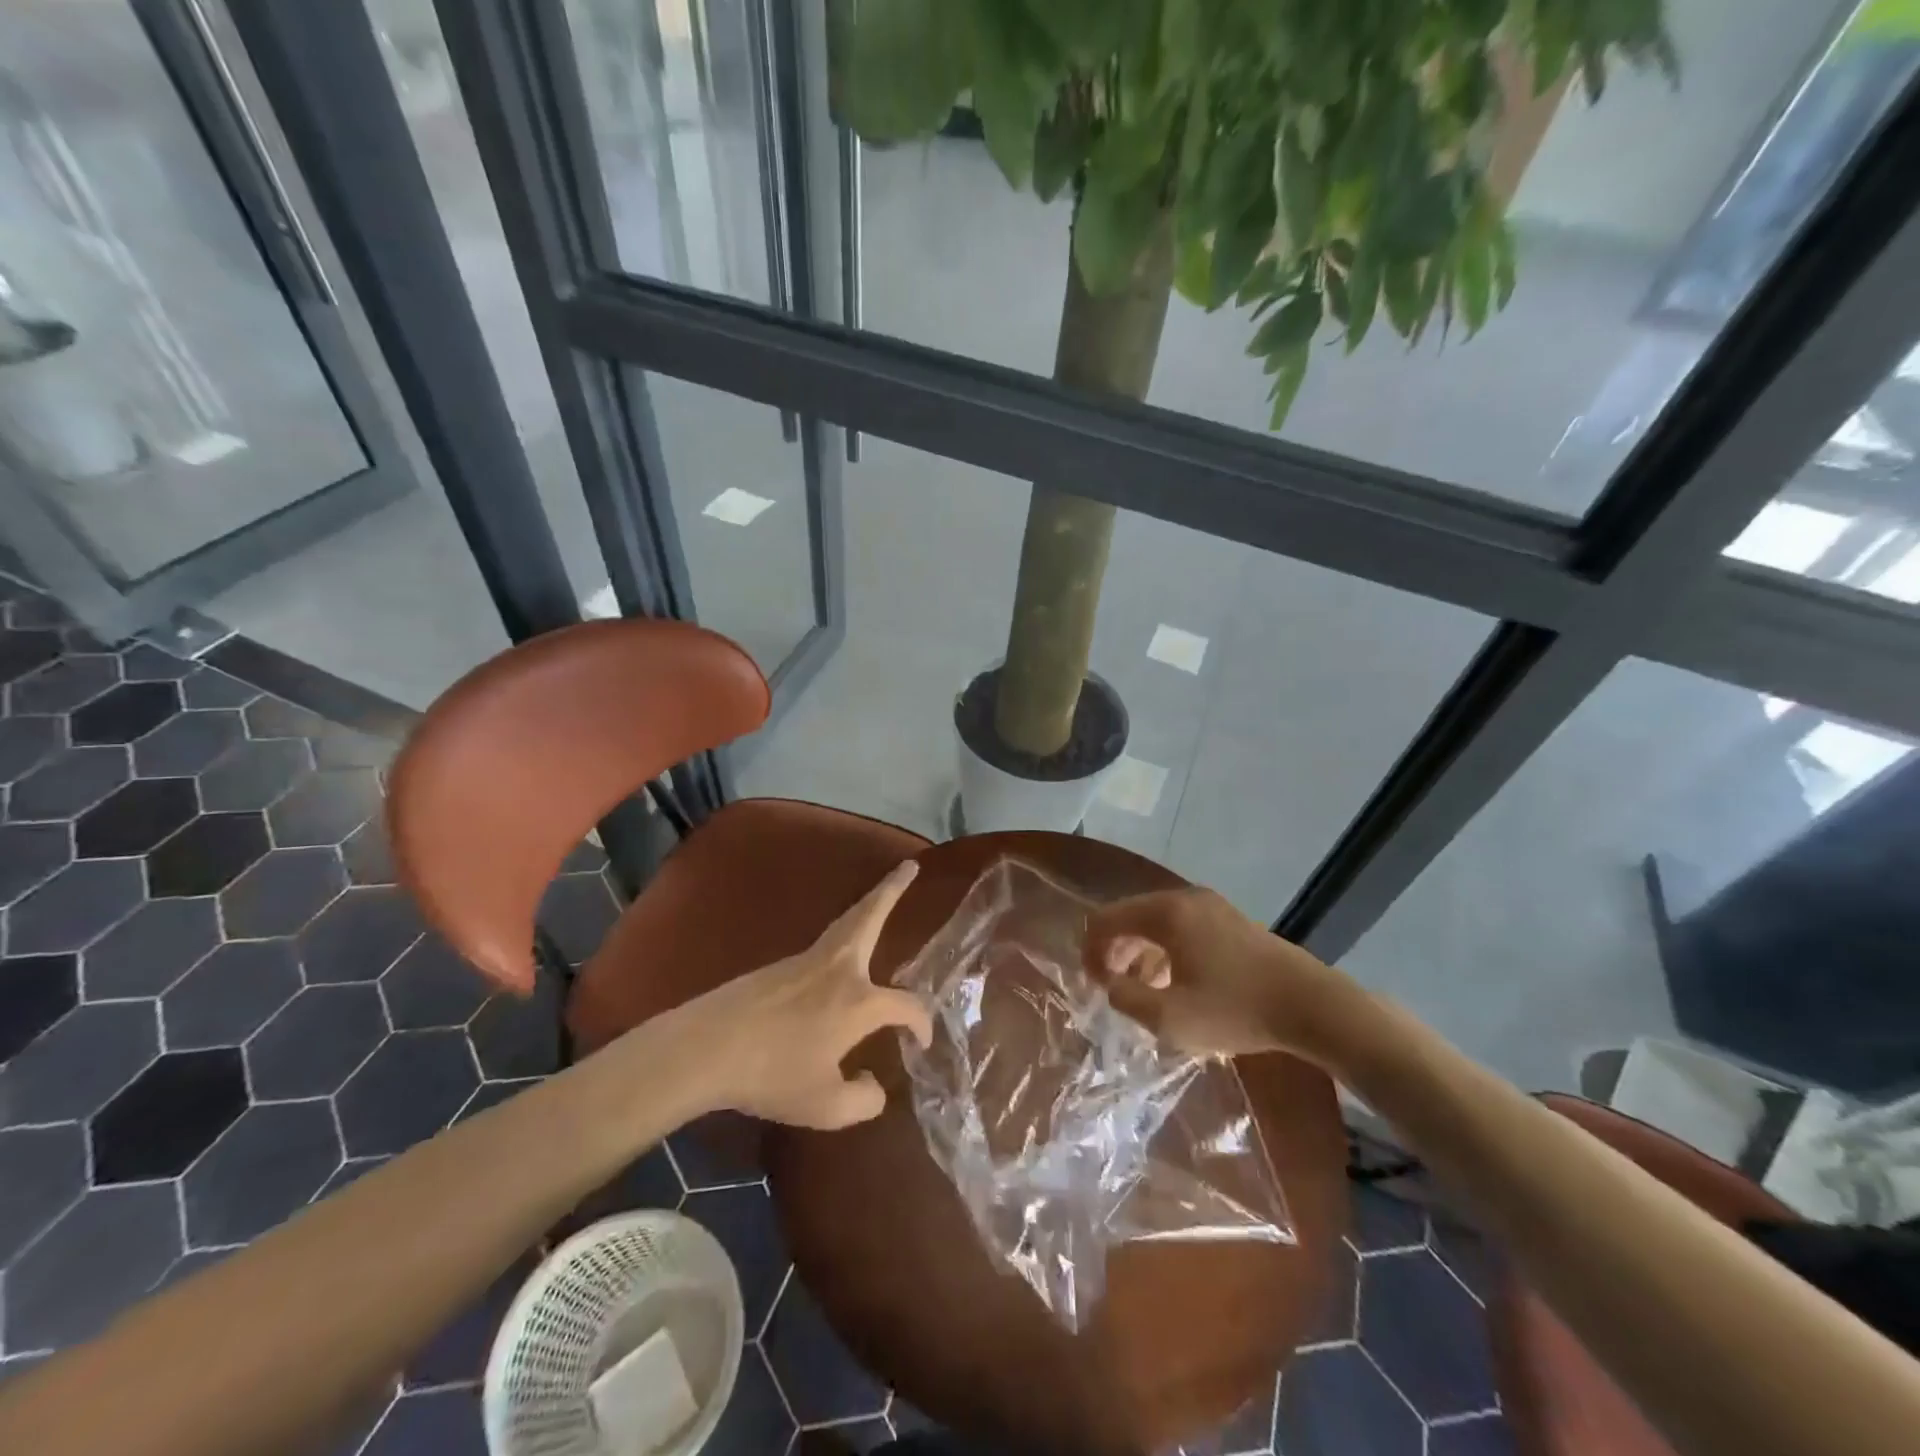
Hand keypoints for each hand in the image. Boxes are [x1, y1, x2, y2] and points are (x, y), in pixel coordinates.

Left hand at [677, 861, 932, 1128]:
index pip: (907, 1005)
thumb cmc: (772, 1075)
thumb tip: (875, 1086)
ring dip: (869, 904)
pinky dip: (846, 931)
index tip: (921, 1044)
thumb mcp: (825, 1106)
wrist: (707, 1047)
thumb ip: (863, 1100)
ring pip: (846, 923)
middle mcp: (839, 969)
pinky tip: (842, 952)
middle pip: (871, 916)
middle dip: (893, 890)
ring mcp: (807, 961)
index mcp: (859, 1001)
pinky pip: (826, 942)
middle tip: (910, 866)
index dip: (922, 1023)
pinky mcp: (781, 966)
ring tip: (882, 894)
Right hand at [1083, 887, 1358, 1062]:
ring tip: (1143, 991)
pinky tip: (1176, 983)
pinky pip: (1181, 927)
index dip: (1090, 952)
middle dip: (1114, 952)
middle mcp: (1184, 898)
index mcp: (1165, 913)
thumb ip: (1126, 999)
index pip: (1105, 920)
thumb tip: (1112, 984)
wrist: (1311, 1005)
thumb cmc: (1236, 1010)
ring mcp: (1210, 906)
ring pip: (1156, 922)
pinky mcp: (1230, 920)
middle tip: (1113, 989)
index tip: (1094, 987)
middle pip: (1129, 916)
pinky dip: (1166, 950)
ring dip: (1140, 953)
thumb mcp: (1170, 1018)